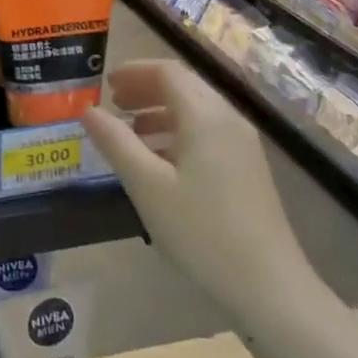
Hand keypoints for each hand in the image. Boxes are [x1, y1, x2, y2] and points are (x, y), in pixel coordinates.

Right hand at [82, 59, 305, 314]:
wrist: (270, 287)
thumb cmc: (201, 231)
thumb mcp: (147, 186)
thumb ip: (115, 142)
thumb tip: (88, 110)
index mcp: (205, 115)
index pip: (167, 71)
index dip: (134, 71)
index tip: (105, 82)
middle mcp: (228, 119)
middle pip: (184, 86)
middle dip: (145, 88)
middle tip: (112, 103)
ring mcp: (243, 145)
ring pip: (196, 110)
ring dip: (160, 111)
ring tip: (129, 131)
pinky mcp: (247, 169)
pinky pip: (208, 133)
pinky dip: (178, 132)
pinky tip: (160, 161)